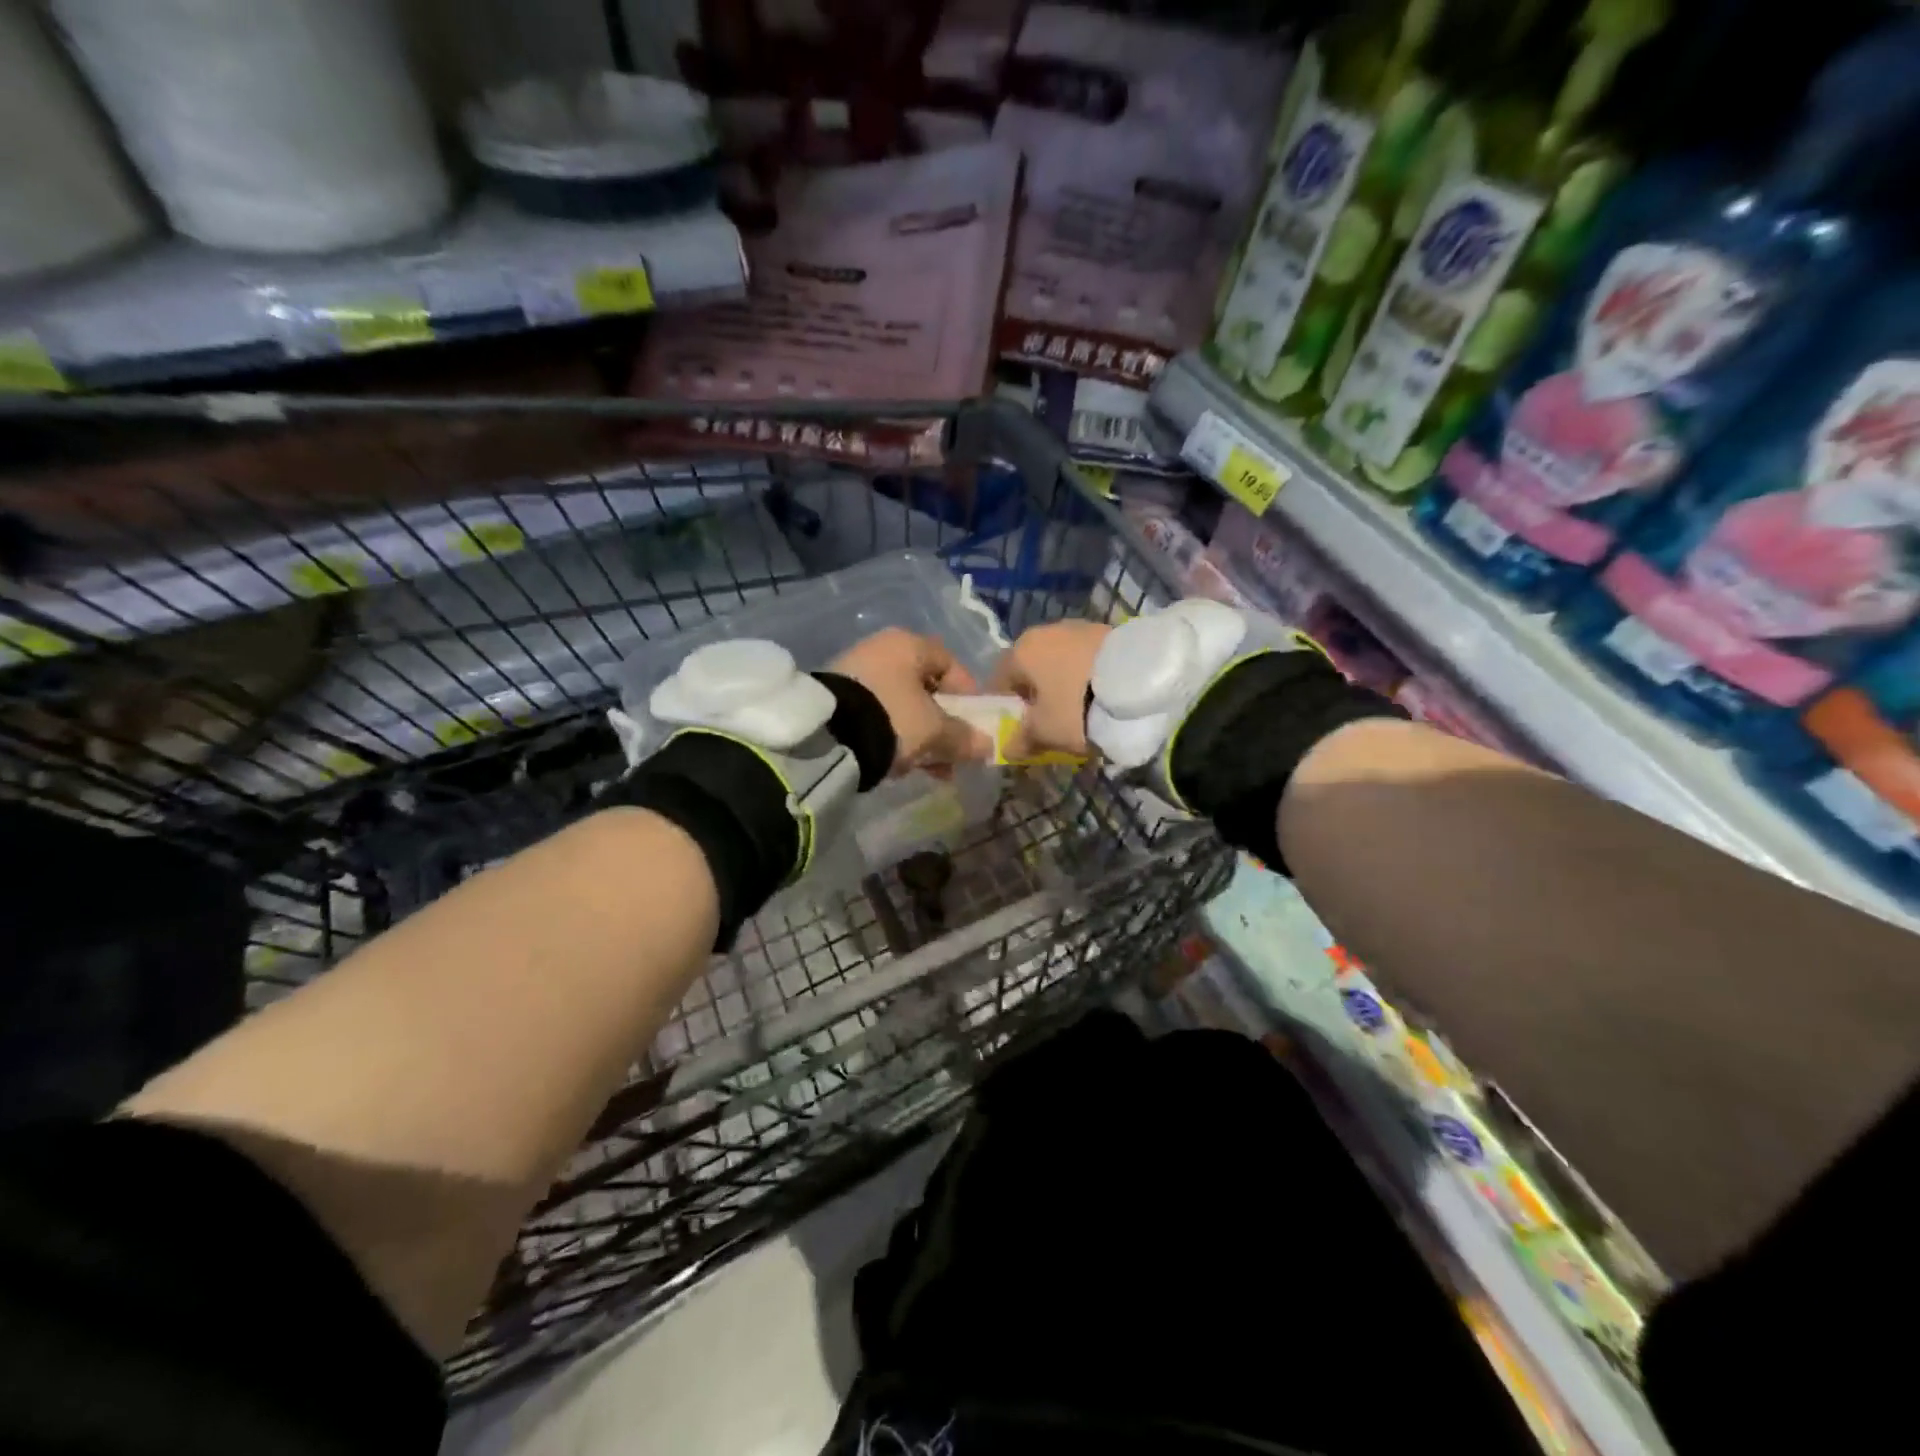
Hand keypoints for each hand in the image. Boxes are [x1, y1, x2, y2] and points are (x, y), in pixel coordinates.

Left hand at [828, 629, 992, 774]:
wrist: (826, 736)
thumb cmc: (892, 719)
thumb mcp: (934, 731)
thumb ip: (963, 737)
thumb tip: (987, 745)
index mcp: (909, 644)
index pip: (950, 664)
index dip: (968, 696)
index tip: (973, 726)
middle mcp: (881, 649)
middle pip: (924, 688)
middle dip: (941, 724)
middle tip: (950, 753)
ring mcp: (855, 671)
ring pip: (901, 705)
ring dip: (919, 735)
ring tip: (925, 768)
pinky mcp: (836, 697)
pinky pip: (877, 714)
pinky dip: (891, 735)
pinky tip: (896, 763)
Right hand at [988, 620, 1112, 761]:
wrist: (1138, 684)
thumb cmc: (1075, 708)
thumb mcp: (1044, 732)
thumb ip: (1021, 740)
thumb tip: (1008, 748)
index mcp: (1021, 650)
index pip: (999, 679)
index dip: (1005, 705)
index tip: (1016, 725)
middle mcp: (1046, 630)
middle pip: (1032, 665)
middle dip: (1036, 690)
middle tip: (1048, 718)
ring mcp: (1081, 626)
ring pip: (1061, 659)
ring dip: (1063, 680)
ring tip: (1079, 707)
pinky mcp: (1110, 630)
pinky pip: (1087, 656)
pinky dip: (1086, 673)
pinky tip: (1100, 693)